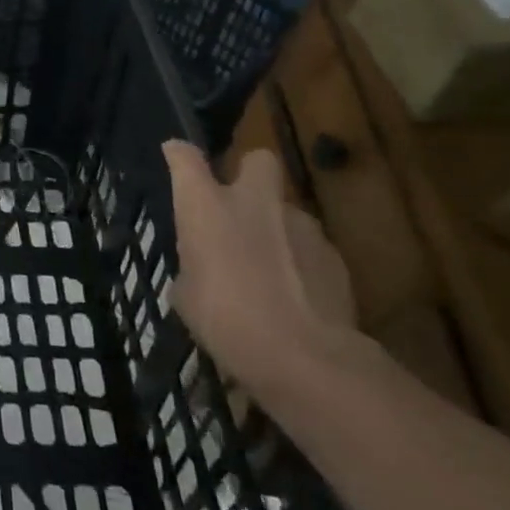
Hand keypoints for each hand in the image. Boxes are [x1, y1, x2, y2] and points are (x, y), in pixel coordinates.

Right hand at [162, 141, 357, 398]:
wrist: (304, 356)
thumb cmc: (225, 319)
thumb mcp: (187, 295)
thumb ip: (194, 266)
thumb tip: (203, 267)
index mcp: (206, 206)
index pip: (185, 159)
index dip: (179, 154)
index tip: (174, 154)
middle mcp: (254, 202)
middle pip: (258, 160)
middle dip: (249, 172)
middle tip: (240, 204)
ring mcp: (300, 224)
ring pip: (285, 210)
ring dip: (275, 228)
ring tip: (268, 270)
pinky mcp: (334, 254)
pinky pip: (308, 246)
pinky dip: (299, 261)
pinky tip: (295, 294)